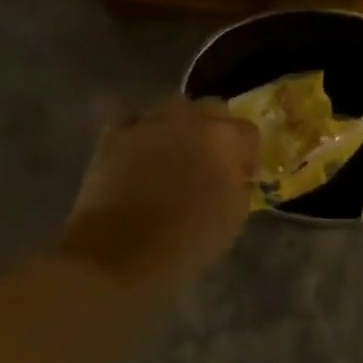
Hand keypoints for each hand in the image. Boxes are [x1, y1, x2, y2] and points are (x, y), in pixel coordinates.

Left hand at [58, 96, 259, 297]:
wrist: (118, 255)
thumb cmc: (185, 243)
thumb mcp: (233, 220)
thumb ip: (240, 186)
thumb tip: (235, 175)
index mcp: (224, 140)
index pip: (248, 132)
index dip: (248, 155)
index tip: (242, 177)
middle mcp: (188, 120)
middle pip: (212, 109)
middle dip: (216, 131)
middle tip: (210, 162)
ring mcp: (148, 123)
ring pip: (172, 107)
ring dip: (180, 125)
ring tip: (174, 152)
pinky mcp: (114, 135)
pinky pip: (133, 119)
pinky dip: (140, 129)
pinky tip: (141, 150)